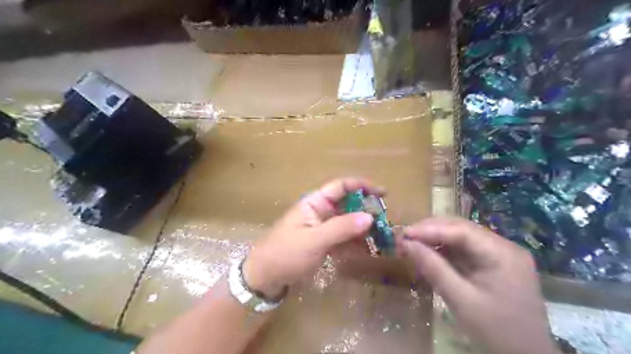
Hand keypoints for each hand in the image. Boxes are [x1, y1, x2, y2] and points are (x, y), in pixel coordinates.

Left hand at [241, 180, 379, 297]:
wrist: (265, 278)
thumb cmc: (286, 253)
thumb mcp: (314, 240)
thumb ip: (341, 228)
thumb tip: (370, 217)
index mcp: (315, 203)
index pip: (341, 187)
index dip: (361, 185)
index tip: (383, 192)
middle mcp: (321, 212)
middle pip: (348, 205)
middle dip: (367, 211)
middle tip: (386, 221)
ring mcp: (324, 229)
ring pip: (349, 223)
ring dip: (365, 229)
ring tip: (383, 238)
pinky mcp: (325, 244)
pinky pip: (345, 239)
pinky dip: (357, 244)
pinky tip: (369, 250)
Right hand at [401, 217, 558, 353]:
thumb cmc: (497, 332)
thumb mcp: (461, 300)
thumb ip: (433, 268)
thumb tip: (406, 244)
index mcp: (502, 253)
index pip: (461, 230)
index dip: (429, 229)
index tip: (404, 234)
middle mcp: (503, 246)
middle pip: (461, 229)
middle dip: (430, 231)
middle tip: (404, 238)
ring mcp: (499, 254)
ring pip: (460, 237)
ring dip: (435, 240)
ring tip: (411, 245)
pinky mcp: (493, 263)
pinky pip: (464, 250)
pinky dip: (444, 251)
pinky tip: (428, 255)